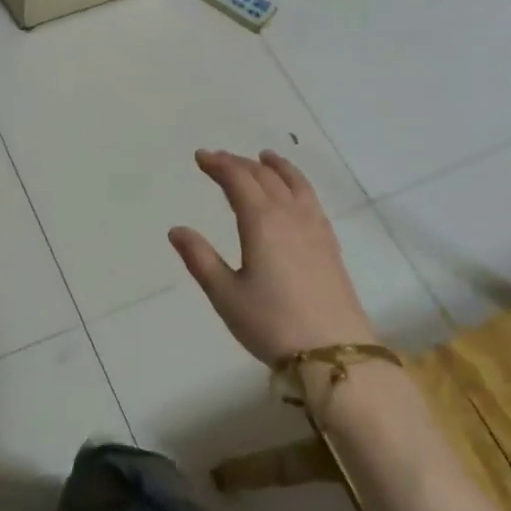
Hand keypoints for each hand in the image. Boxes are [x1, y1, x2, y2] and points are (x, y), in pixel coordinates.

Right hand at [168, 149, 377, 365]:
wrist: (334, 353)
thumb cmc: (271, 324)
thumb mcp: (225, 294)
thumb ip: (200, 259)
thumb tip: (177, 230)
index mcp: (262, 222)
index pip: (238, 180)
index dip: (219, 165)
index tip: (200, 157)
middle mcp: (290, 216)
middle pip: (265, 177)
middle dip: (240, 163)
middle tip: (219, 159)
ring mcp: (315, 229)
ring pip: (295, 184)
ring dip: (276, 167)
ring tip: (265, 157)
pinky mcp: (330, 245)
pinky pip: (311, 199)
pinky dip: (298, 184)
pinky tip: (296, 194)